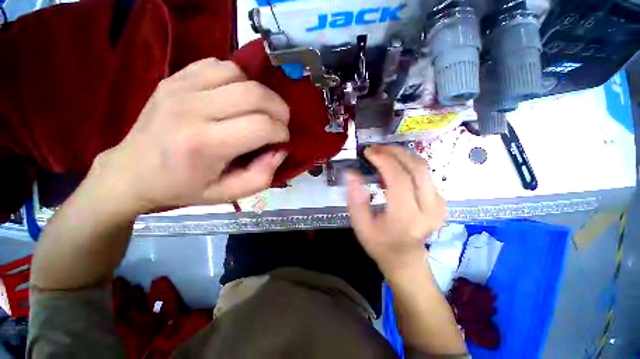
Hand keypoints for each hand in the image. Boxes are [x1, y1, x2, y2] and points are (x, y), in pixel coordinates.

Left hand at [91, 58, 289, 213]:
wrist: (132, 172)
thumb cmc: (183, 187)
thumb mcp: (229, 194)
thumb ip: (263, 176)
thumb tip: (280, 150)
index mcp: (206, 144)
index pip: (262, 126)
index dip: (281, 132)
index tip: (281, 140)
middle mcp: (192, 109)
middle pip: (256, 94)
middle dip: (279, 109)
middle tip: (279, 123)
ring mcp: (180, 87)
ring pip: (239, 74)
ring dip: (260, 93)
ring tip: (259, 110)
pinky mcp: (175, 77)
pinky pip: (219, 65)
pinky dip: (238, 79)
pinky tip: (236, 96)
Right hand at [347, 145, 445, 276]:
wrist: (405, 259)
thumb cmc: (379, 244)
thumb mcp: (360, 224)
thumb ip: (355, 198)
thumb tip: (352, 173)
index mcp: (406, 218)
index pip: (399, 179)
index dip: (384, 161)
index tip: (368, 152)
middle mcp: (429, 209)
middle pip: (416, 168)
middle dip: (394, 152)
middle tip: (375, 148)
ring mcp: (439, 204)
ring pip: (423, 168)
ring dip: (402, 155)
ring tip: (383, 153)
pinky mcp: (441, 200)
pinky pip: (425, 174)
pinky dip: (408, 164)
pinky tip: (393, 165)